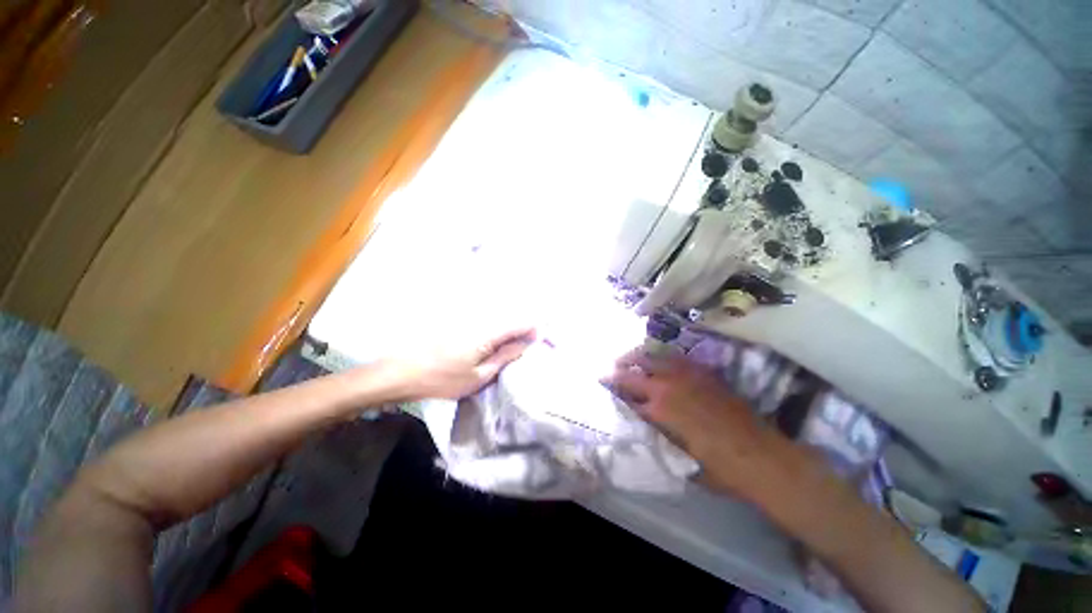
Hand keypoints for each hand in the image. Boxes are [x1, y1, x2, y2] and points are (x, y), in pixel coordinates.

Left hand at [386, 327, 536, 399]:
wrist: (400, 371)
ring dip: (508, 328)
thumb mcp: (479, 376)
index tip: (539, 343)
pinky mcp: (457, 319)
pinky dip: (493, 328)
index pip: (522, 322)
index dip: (535, 331)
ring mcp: (467, 316)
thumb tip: (526, 344)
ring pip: (498, 316)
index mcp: (489, 332)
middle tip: (525, 347)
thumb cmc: (442, 379)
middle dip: (523, 329)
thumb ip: (505, 357)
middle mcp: (480, 317)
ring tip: (509, 346)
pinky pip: (484, 318)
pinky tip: (489, 342)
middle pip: (511, 316)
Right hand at [606, 349, 788, 495]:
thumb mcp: (678, 458)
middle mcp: (668, 385)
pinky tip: (660, 361)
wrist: (762, 457)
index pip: (626, 394)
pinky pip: (677, 358)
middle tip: (611, 369)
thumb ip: (655, 435)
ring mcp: (687, 375)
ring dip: (638, 357)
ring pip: (654, 357)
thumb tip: (642, 421)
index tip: (602, 385)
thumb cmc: (718, 467)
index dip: (613, 390)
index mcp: (659, 408)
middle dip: (619, 368)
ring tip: (630, 359)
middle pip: (634, 370)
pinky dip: (662, 357)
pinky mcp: (704, 372)